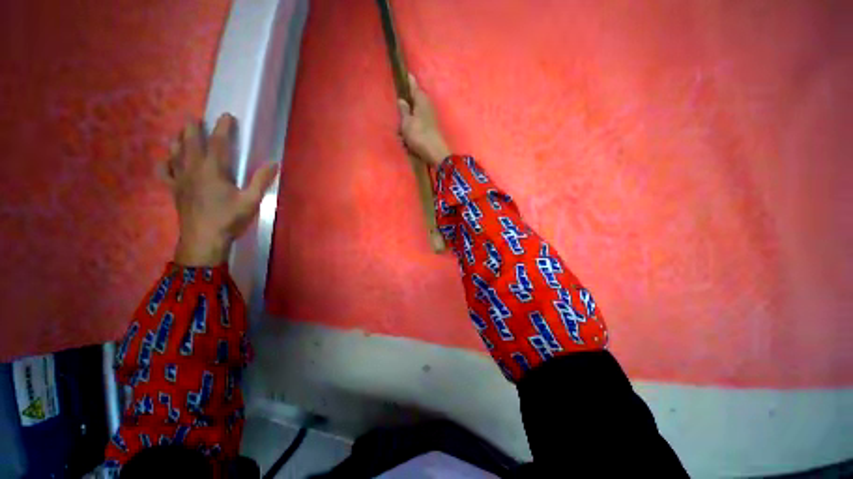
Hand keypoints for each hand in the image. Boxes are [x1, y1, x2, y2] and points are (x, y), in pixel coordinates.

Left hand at [159, 114, 278, 266]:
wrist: (203, 239)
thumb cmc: (229, 219)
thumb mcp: (251, 201)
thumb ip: (261, 180)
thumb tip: (274, 163)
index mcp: (214, 170)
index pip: (218, 143)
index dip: (223, 128)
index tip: (226, 116)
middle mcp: (194, 169)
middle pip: (191, 143)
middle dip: (193, 128)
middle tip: (194, 118)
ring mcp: (181, 179)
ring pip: (175, 154)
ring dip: (178, 141)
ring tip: (180, 133)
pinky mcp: (174, 190)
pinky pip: (165, 172)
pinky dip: (164, 163)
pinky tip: (166, 160)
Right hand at [397, 74, 450, 166]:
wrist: (434, 153)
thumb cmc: (419, 135)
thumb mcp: (406, 122)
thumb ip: (403, 110)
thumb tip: (402, 100)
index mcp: (421, 101)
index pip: (413, 86)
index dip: (408, 81)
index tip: (406, 73)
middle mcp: (426, 108)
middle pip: (411, 106)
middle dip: (403, 116)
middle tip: (399, 127)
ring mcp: (428, 120)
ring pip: (412, 121)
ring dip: (406, 130)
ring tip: (403, 140)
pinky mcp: (429, 131)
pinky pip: (416, 131)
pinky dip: (411, 137)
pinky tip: (408, 146)